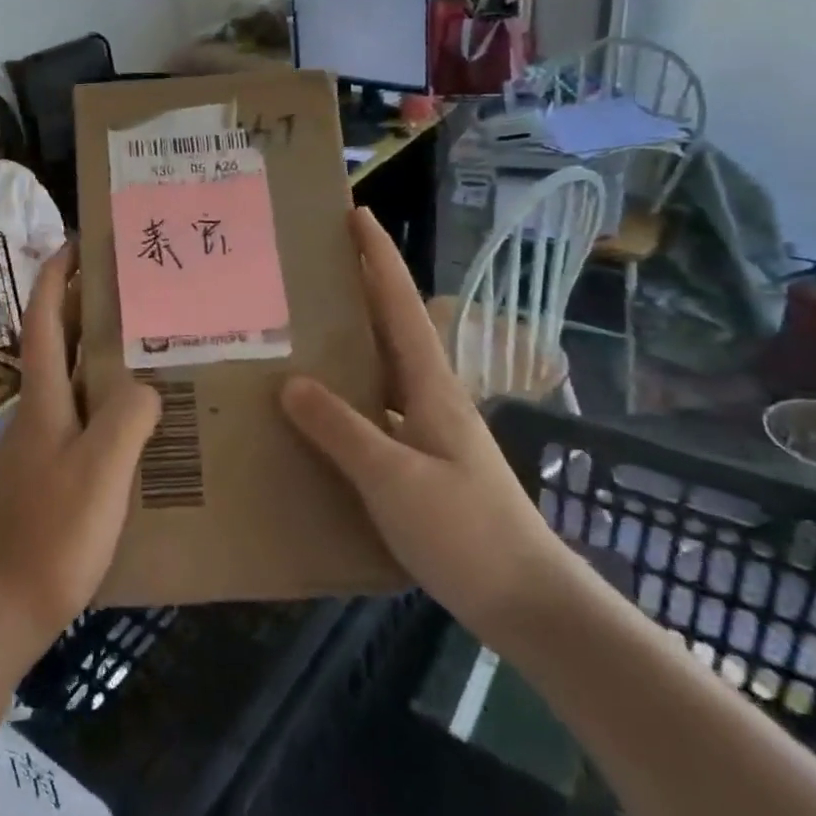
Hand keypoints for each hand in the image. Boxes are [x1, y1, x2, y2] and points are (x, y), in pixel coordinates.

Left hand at [0, 246, 161, 653]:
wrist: (1, 607)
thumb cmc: (50, 533)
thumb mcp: (100, 470)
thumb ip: (128, 418)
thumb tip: (149, 386)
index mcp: (43, 398)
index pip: (45, 320)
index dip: (56, 277)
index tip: (78, 243)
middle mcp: (39, 412)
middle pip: (59, 345)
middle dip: (87, 307)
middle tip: (136, 288)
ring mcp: (43, 447)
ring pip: (75, 383)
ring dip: (103, 355)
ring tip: (152, 345)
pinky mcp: (53, 477)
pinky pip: (86, 421)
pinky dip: (110, 402)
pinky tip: (145, 421)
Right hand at [279, 208, 565, 636]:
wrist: (525, 601)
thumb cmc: (464, 532)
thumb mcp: (394, 479)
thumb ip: (341, 429)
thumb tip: (290, 381)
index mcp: (431, 386)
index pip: (399, 305)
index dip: (379, 257)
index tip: (356, 214)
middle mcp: (430, 397)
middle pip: (391, 327)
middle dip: (359, 289)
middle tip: (310, 266)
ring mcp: (428, 430)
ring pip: (381, 370)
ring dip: (350, 342)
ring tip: (300, 329)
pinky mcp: (421, 462)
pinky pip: (374, 412)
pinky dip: (345, 397)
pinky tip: (316, 412)